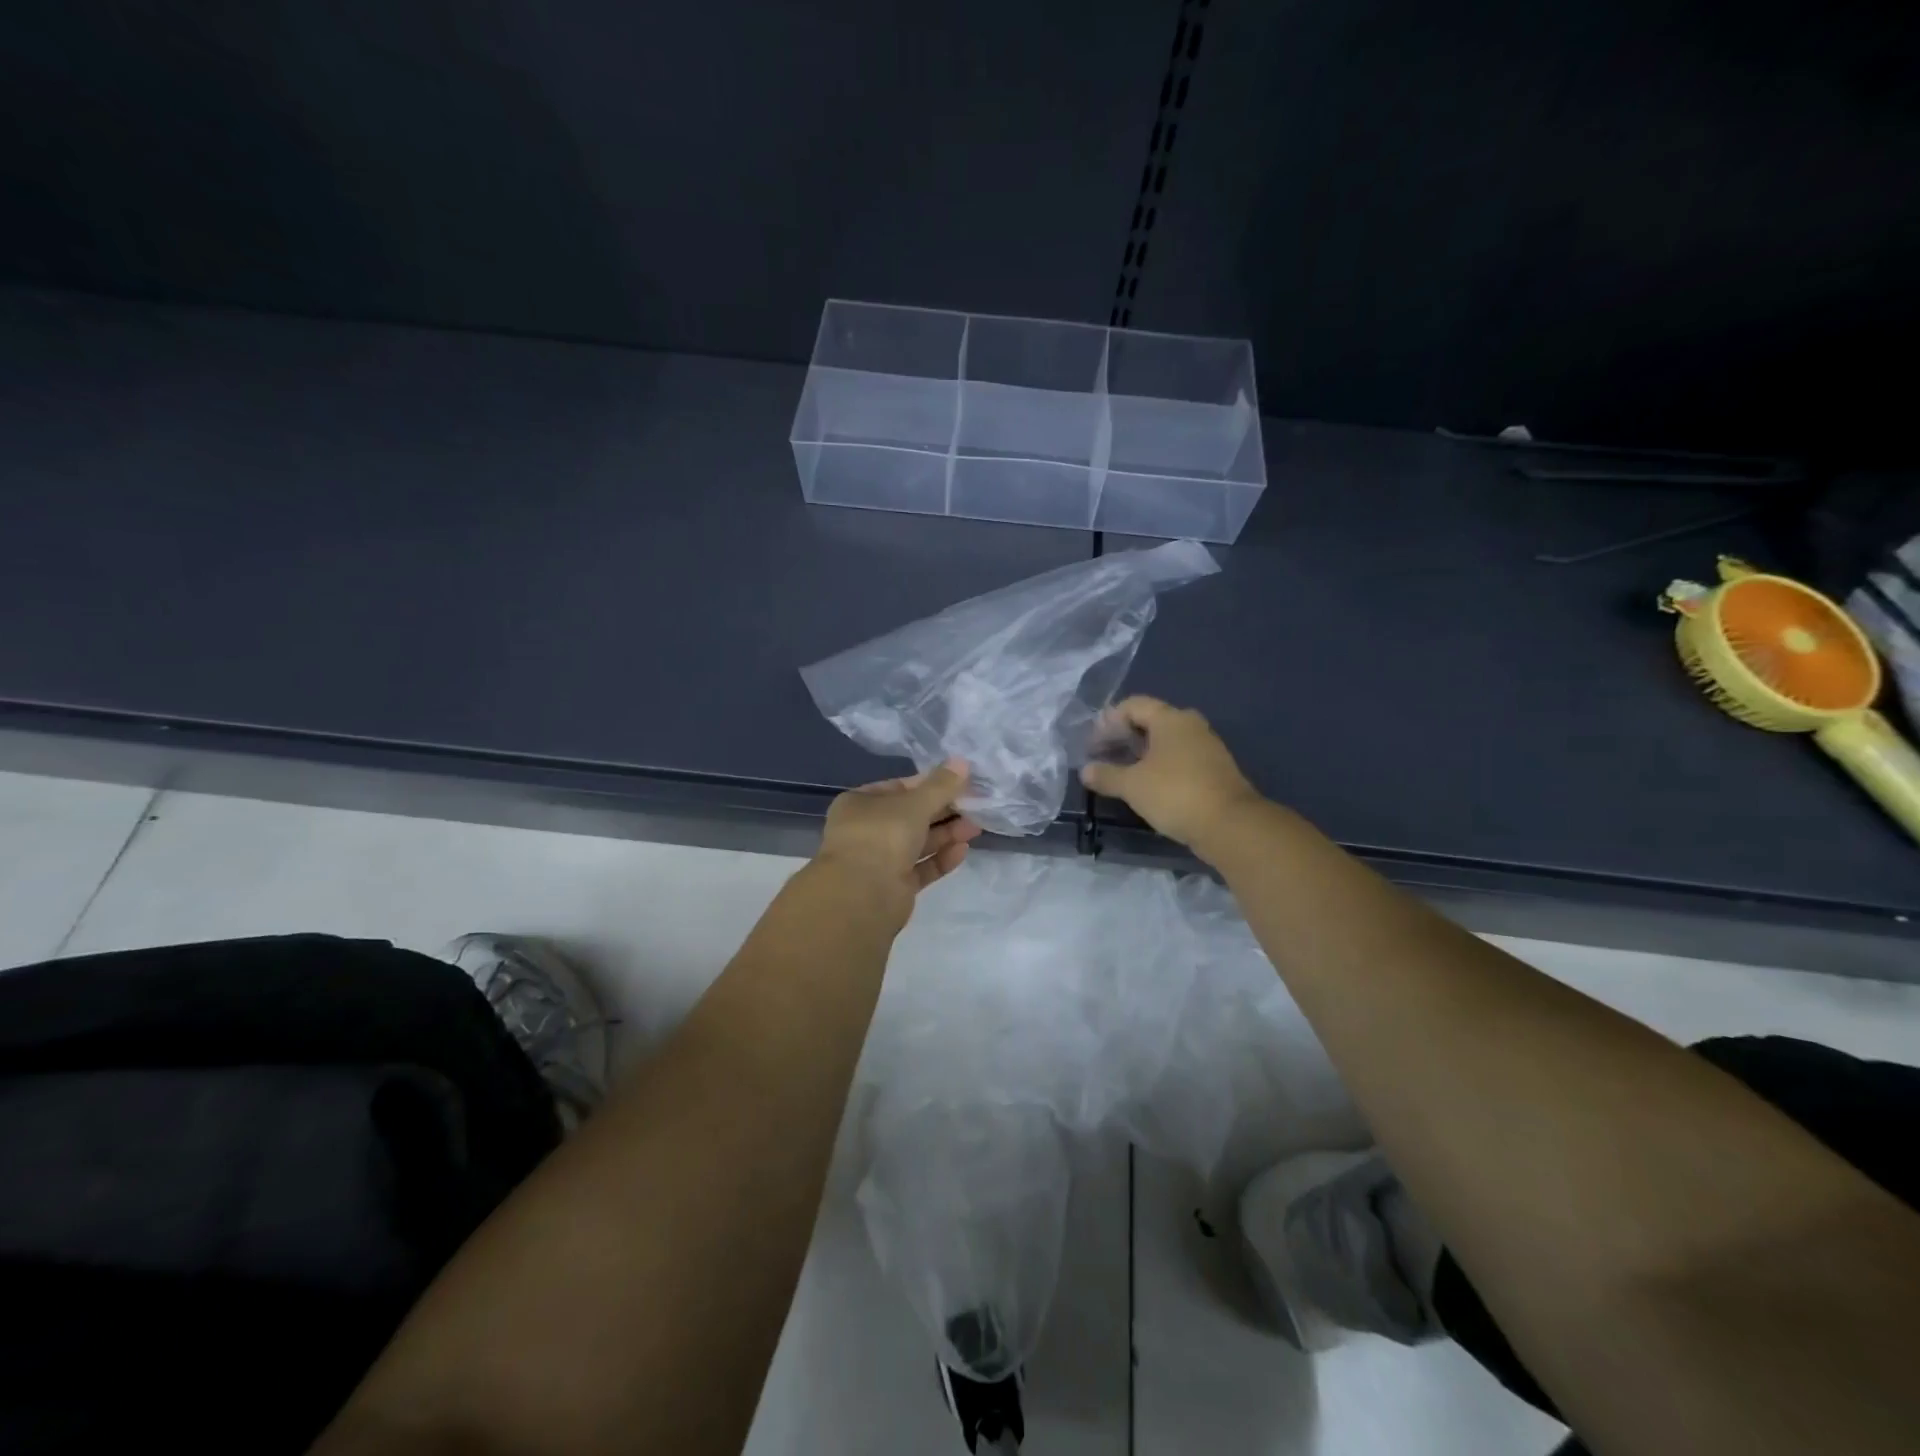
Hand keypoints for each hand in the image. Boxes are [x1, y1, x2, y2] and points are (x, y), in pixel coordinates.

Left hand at [816, 759, 981, 910]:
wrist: (863, 896)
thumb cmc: (882, 835)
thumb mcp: (915, 803)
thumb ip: (941, 785)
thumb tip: (962, 761)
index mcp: (859, 804)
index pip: (898, 788)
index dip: (929, 784)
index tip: (959, 782)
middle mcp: (867, 830)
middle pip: (910, 816)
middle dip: (943, 811)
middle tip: (974, 805)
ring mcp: (879, 860)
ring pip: (918, 842)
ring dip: (946, 834)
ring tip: (976, 827)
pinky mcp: (894, 886)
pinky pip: (921, 867)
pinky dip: (940, 858)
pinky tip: (963, 851)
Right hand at [1080, 696, 1262, 855]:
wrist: (1230, 825)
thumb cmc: (1175, 794)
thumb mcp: (1132, 785)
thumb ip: (1106, 775)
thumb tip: (1085, 770)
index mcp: (1171, 719)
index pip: (1133, 705)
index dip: (1108, 720)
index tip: (1092, 743)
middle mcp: (1191, 725)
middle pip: (1151, 721)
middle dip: (1124, 736)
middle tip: (1105, 755)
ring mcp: (1206, 747)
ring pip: (1167, 741)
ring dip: (1142, 753)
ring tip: (1122, 772)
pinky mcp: (1214, 769)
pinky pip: (1180, 758)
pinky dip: (1160, 766)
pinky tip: (1148, 786)